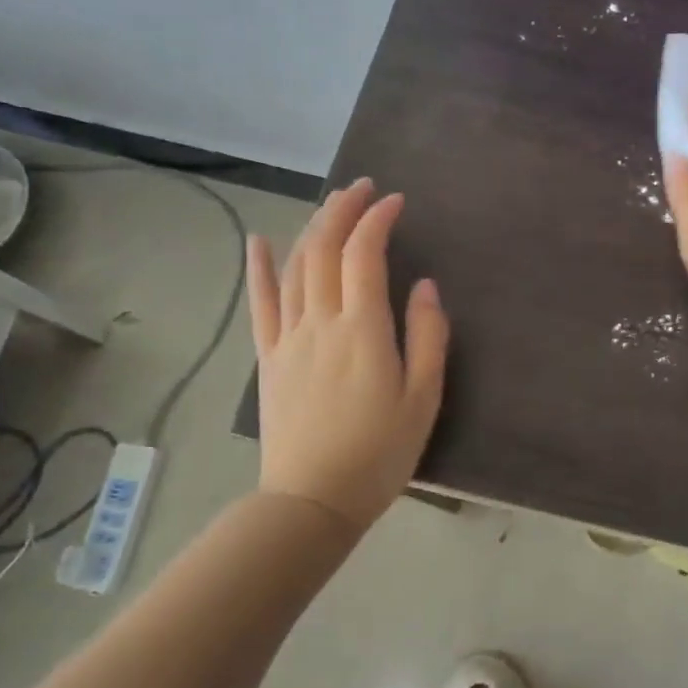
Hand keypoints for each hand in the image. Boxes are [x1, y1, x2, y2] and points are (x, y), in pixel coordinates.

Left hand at [246, 179, 448, 528]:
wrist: (312, 500)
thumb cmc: (380, 453)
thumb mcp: (423, 399)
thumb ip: (428, 337)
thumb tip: (425, 286)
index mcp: (363, 331)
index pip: (365, 255)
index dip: (377, 220)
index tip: (396, 201)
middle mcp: (320, 322)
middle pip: (324, 249)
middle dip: (343, 210)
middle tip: (363, 187)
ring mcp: (288, 338)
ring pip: (294, 267)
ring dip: (311, 228)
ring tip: (331, 205)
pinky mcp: (269, 358)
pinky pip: (260, 303)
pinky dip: (259, 268)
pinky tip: (259, 241)